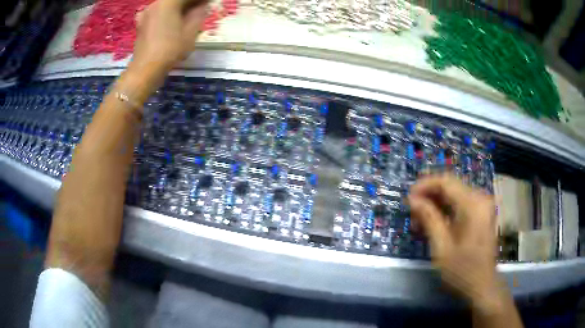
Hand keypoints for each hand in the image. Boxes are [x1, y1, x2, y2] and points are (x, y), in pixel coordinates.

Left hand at [132, 0, 208, 71]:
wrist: (146, 70)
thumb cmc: (170, 49)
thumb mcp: (191, 31)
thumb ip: (199, 13)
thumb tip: (203, 5)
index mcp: (168, 2)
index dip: (200, 1)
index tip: (209, 4)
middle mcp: (155, 3)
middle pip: (176, 0)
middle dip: (190, 4)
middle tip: (201, 9)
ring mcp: (146, 13)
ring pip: (167, 5)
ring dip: (180, 8)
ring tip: (190, 16)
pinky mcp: (142, 23)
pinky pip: (159, 13)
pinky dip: (168, 14)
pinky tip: (174, 21)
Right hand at [408, 174, 500, 309]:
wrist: (482, 286)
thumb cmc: (462, 270)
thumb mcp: (441, 247)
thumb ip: (428, 219)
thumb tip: (413, 199)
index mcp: (473, 204)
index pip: (445, 181)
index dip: (424, 185)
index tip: (408, 199)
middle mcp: (480, 198)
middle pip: (450, 187)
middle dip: (429, 197)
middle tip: (412, 213)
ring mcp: (482, 206)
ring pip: (454, 195)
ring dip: (435, 205)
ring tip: (419, 222)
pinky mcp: (481, 214)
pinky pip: (461, 205)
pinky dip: (445, 211)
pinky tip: (433, 225)